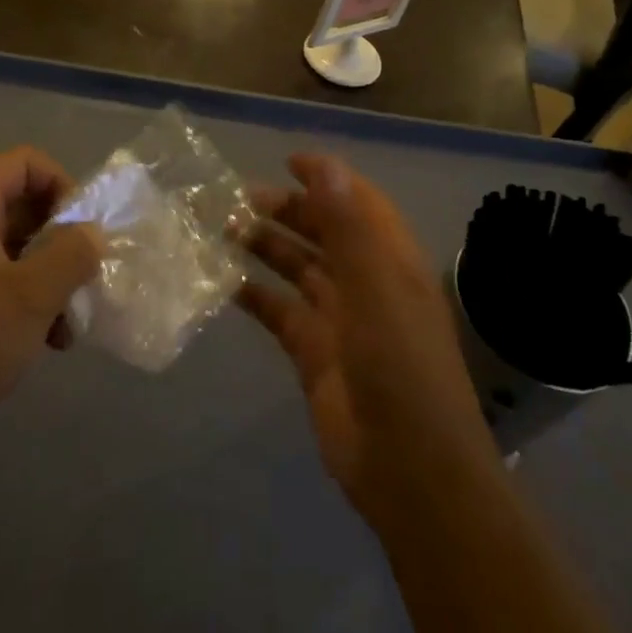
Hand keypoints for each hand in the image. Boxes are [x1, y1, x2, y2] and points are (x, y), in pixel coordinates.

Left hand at [0, 147, 101, 447]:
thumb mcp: (31, 296)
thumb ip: (71, 254)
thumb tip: (92, 232)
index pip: (22, 163)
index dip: (59, 182)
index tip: (81, 228)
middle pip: (23, 205)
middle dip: (62, 237)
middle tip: (86, 274)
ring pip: (19, 250)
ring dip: (54, 277)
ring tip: (73, 321)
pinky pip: (7, 285)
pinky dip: (34, 304)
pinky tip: (54, 343)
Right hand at [240, 154, 492, 526]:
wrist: (409, 470)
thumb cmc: (400, 368)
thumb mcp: (376, 289)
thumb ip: (349, 226)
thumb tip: (325, 166)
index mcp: (391, 262)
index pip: (359, 203)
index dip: (327, 178)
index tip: (286, 162)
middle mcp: (366, 283)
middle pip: (324, 232)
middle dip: (286, 210)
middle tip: (237, 200)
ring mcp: (339, 320)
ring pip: (297, 268)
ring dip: (265, 246)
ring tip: (223, 229)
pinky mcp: (313, 353)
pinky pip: (279, 310)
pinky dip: (253, 294)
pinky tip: (222, 281)